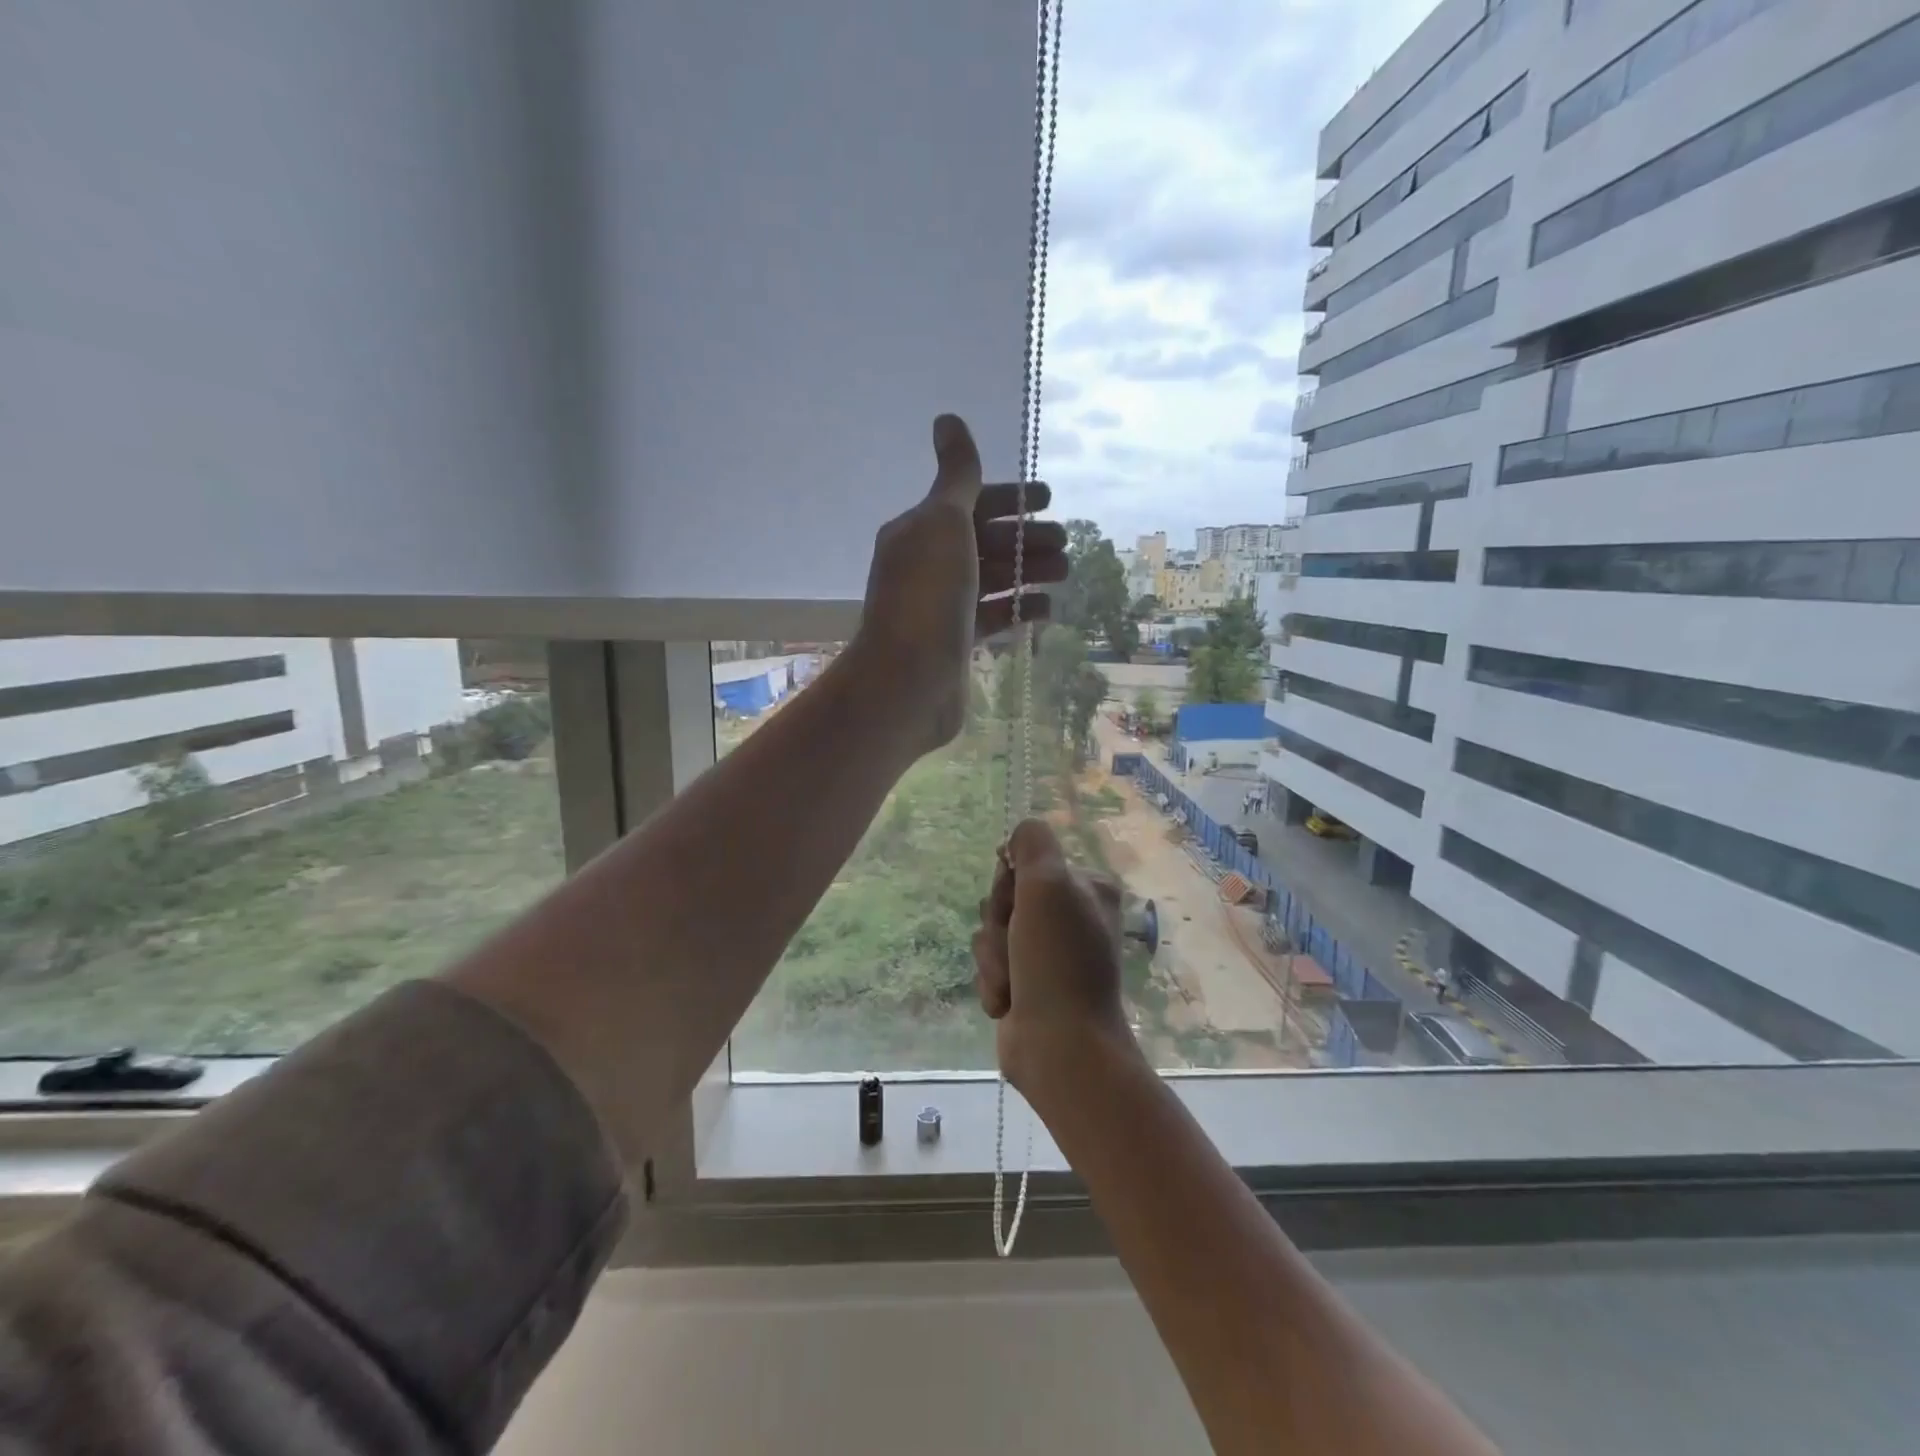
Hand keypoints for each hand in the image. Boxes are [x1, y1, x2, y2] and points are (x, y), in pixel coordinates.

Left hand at [850, 414, 1065, 753]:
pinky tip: (1046, 609)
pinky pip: (993, 617)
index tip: (1049, 498)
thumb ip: (957, 475)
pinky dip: (1019, 609)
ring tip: (1065, 572)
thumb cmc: (928, 595)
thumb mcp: (943, 523)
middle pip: (985, 541)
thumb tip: (947, 418)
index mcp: (919, 532)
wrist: (908, 680)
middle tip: (1064, 542)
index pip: (969, 502)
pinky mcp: (957, 643)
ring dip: (1029, 571)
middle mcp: (928, 566)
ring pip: (993, 580)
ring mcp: (943, 607)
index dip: (1010, 497)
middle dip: (1026, 537)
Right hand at [972, 819, 1144, 1104]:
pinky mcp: (1026, 984)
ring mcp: (1047, 953)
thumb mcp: (1049, 885)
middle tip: (1016, 946)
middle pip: (1004, 897)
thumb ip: (1032, 844)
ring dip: (993, 958)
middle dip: (999, 924)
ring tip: (1013, 982)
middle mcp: (1069, 916)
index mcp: (1086, 888)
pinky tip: (1008, 1002)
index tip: (1016, 902)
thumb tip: (1018, 835)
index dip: (1009, 883)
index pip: (1026, 862)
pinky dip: (993, 983)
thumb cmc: (1058, 960)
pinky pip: (990, 966)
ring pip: (991, 933)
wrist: (1060, 1046)